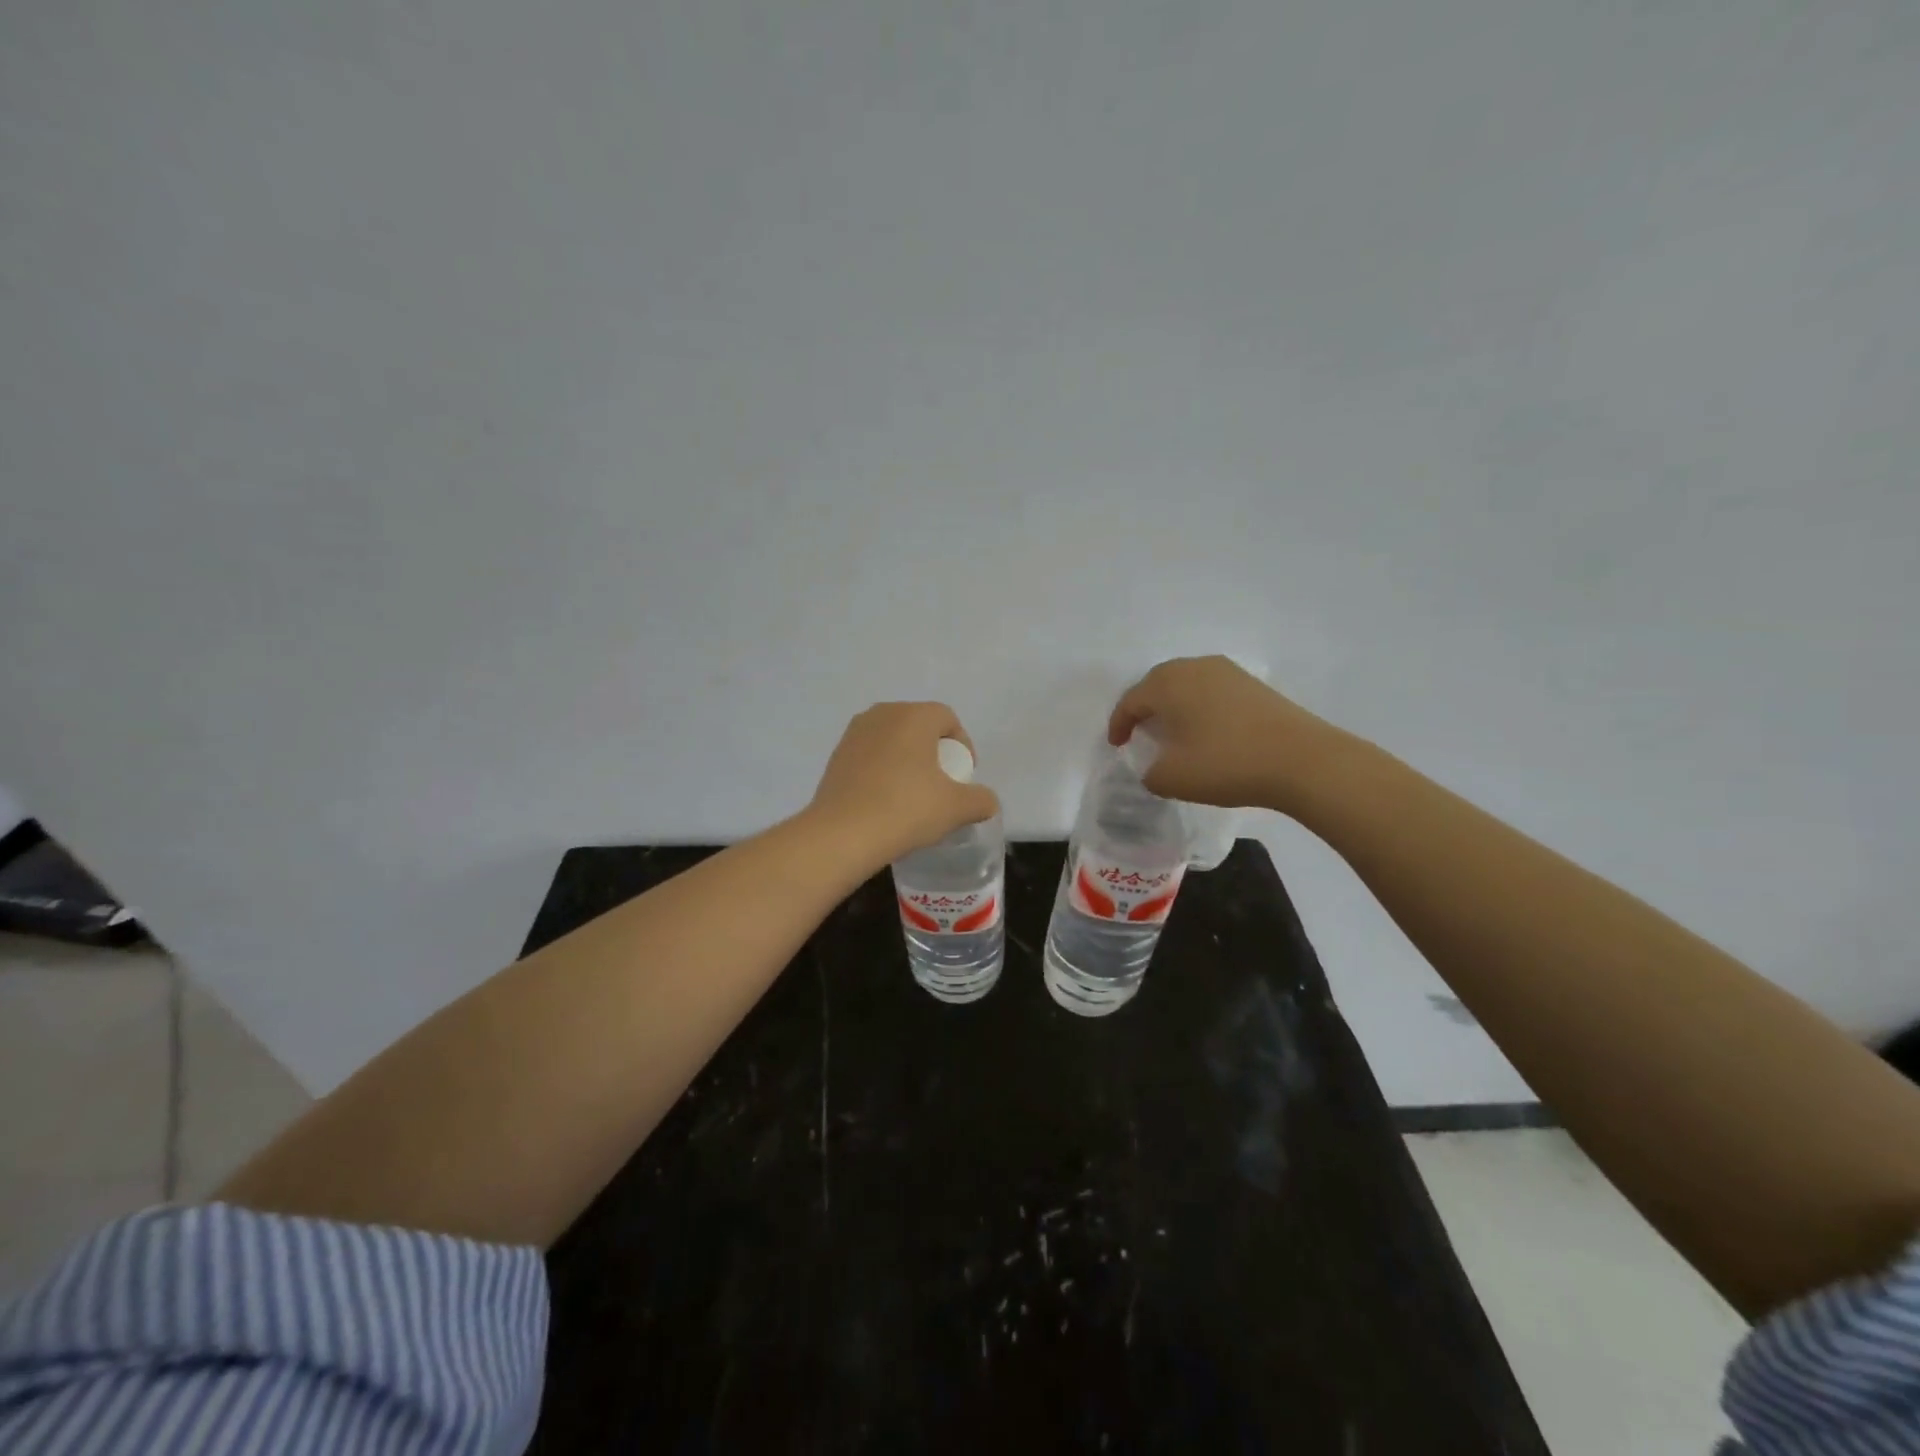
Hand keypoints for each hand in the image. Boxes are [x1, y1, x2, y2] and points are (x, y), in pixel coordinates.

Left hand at [808, 702, 999, 866]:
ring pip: (892, 739)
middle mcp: (882, 714)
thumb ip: (981, 800)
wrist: (842, 834)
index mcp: (913, 716)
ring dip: (906, 759)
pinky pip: (870, 755)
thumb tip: (986, 801)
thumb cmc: (906, 810)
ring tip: (912, 793)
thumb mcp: (957, 808)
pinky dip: (882, 770)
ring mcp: (854, 733)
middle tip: (941, 783)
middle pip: (918, 725)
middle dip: (934, 750)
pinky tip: (884, 800)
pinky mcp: (836, 755)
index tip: (964, 775)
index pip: (947, 718)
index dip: (962, 745)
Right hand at [1108, 656, 1344, 812]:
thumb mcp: (1172, 779)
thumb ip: (1150, 773)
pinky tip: (1205, 730)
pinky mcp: (1252, 684)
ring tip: (1172, 732)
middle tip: (1139, 733)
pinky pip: (1211, 691)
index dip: (1118, 725)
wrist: (1301, 760)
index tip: (1116, 746)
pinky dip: (1199, 707)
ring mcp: (1226, 672)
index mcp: (1167, 684)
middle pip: (1156, 684)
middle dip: (1144, 708)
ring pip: (1186, 684)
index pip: (1131, 701)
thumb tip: (1154, 767)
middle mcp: (1193, 668)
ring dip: (1173, 706)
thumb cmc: (1226, 764)